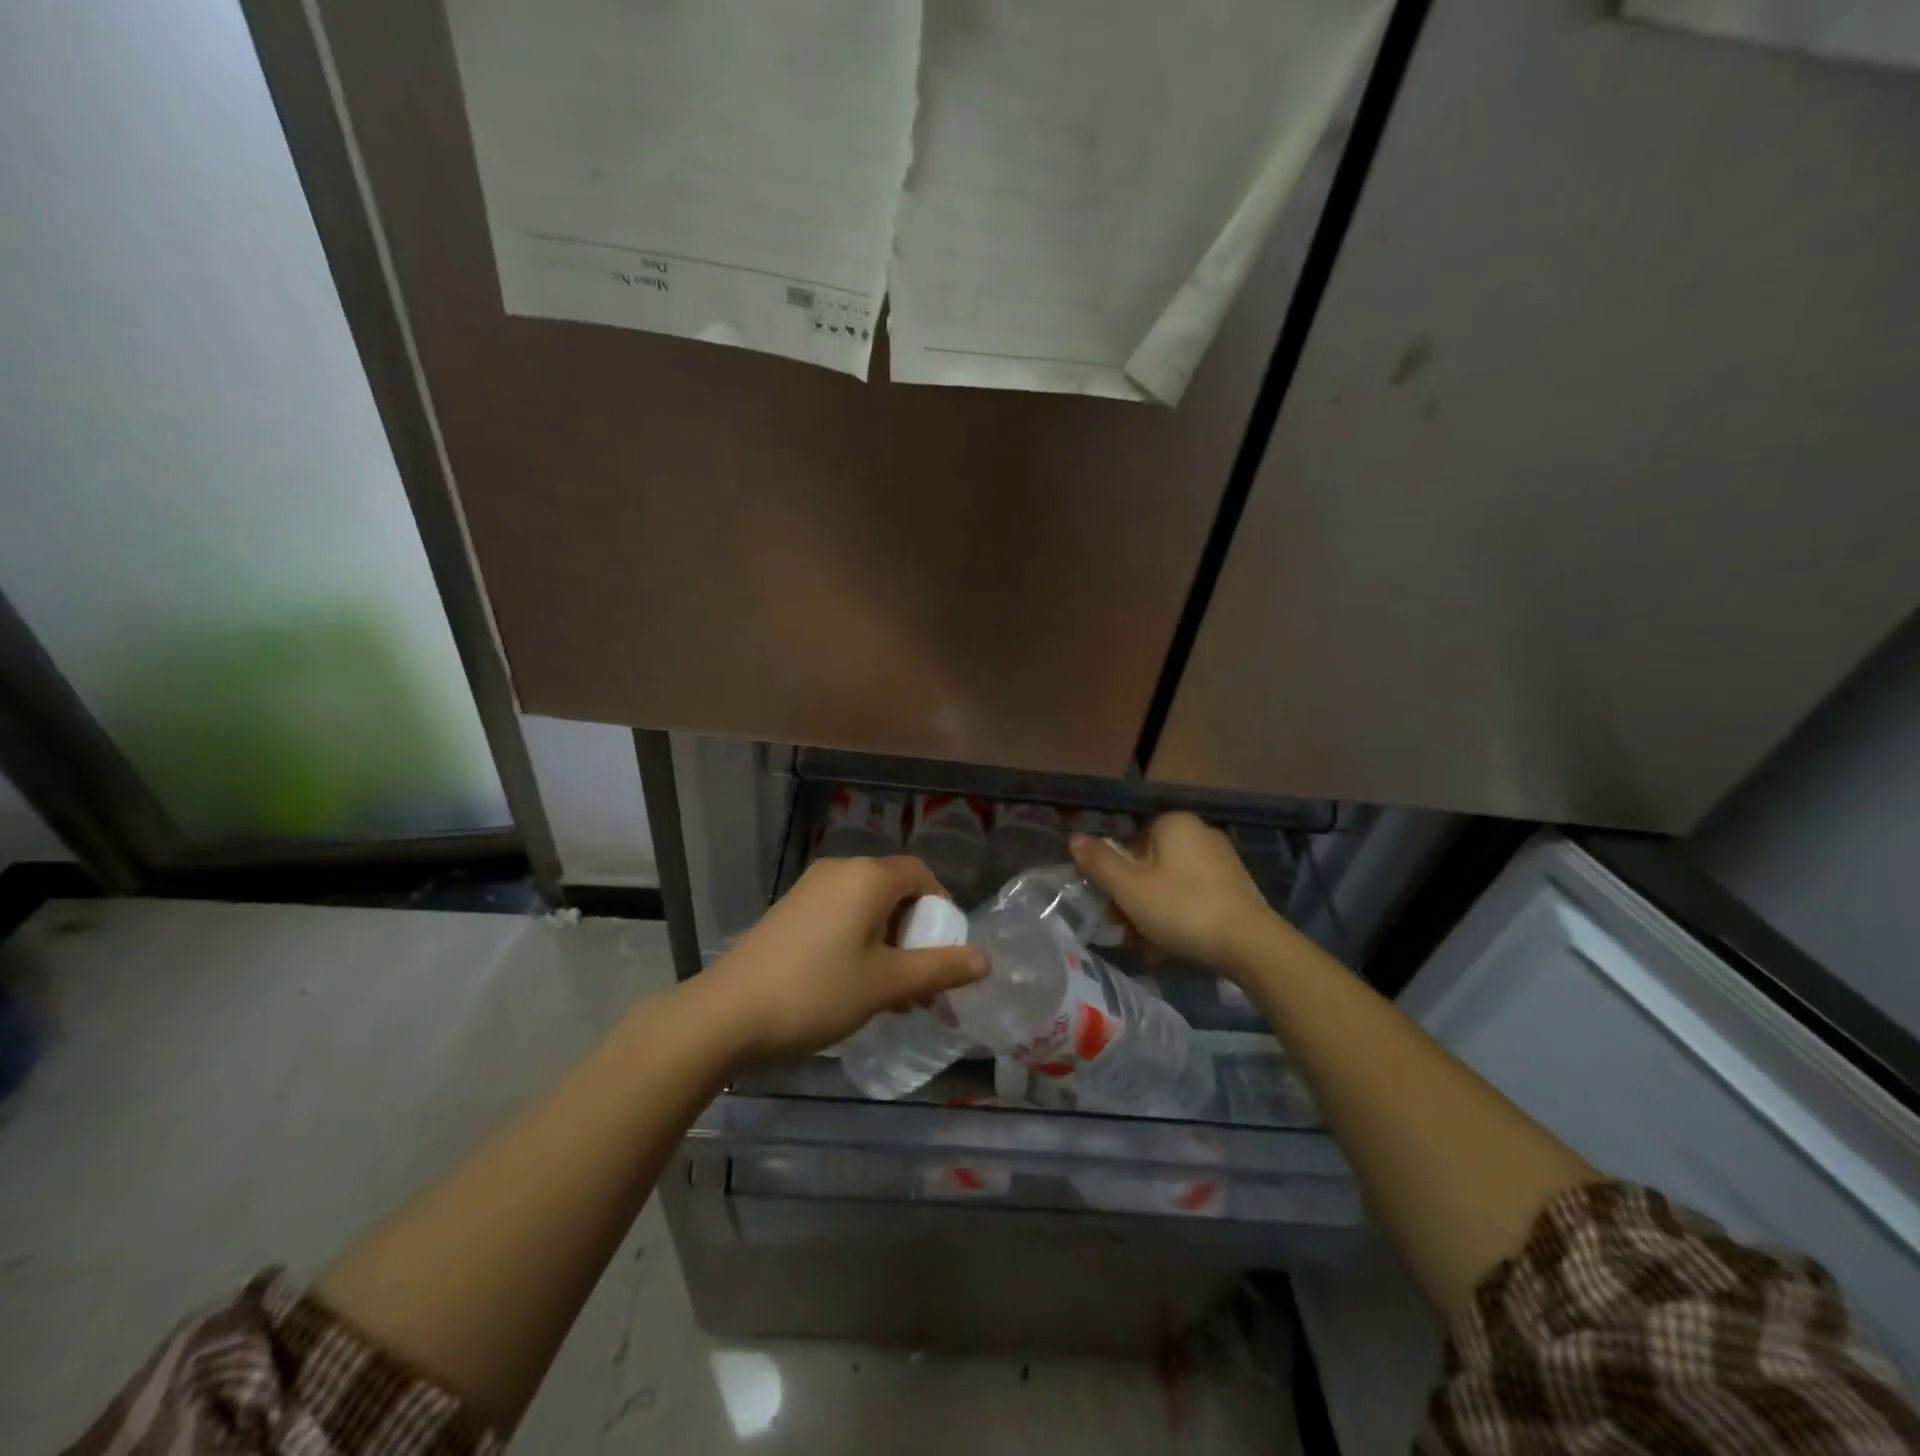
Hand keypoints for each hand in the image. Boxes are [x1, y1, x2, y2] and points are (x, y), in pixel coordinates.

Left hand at [694, 856, 986, 1066]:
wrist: (726, 1014)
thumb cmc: (817, 992)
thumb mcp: (887, 984)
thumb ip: (940, 968)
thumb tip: (986, 959)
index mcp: (868, 876)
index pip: (922, 875)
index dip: (942, 910)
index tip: (945, 954)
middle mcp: (840, 870)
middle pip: (895, 891)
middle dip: (915, 935)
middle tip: (921, 984)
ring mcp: (810, 889)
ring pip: (867, 908)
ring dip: (888, 945)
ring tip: (891, 996)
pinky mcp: (789, 911)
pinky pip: (840, 916)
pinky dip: (859, 943)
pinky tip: (853, 987)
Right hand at [1069, 813, 1277, 973]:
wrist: (1251, 945)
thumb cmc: (1182, 909)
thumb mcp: (1129, 888)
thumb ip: (1099, 862)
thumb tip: (1074, 838)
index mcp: (1174, 824)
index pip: (1129, 845)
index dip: (1115, 877)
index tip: (1113, 907)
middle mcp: (1200, 833)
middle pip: (1150, 866)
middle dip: (1135, 899)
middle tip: (1129, 931)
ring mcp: (1222, 861)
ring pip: (1170, 885)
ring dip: (1155, 913)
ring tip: (1152, 946)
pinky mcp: (1236, 888)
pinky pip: (1195, 898)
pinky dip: (1181, 918)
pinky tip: (1177, 945)